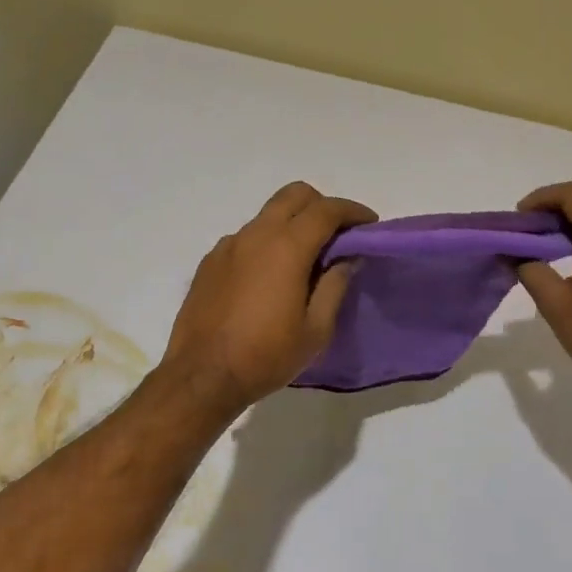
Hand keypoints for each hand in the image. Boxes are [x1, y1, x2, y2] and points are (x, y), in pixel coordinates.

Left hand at [157, 182, 376, 416]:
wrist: (202, 376)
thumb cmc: (266, 356)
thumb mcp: (315, 330)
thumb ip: (335, 286)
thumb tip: (347, 258)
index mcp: (286, 247)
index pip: (326, 210)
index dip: (352, 211)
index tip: (369, 224)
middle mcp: (255, 234)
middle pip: (294, 195)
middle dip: (321, 205)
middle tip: (337, 235)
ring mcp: (228, 245)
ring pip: (267, 215)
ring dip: (291, 224)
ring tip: (304, 260)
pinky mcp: (210, 261)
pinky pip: (245, 238)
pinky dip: (265, 243)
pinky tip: (268, 278)